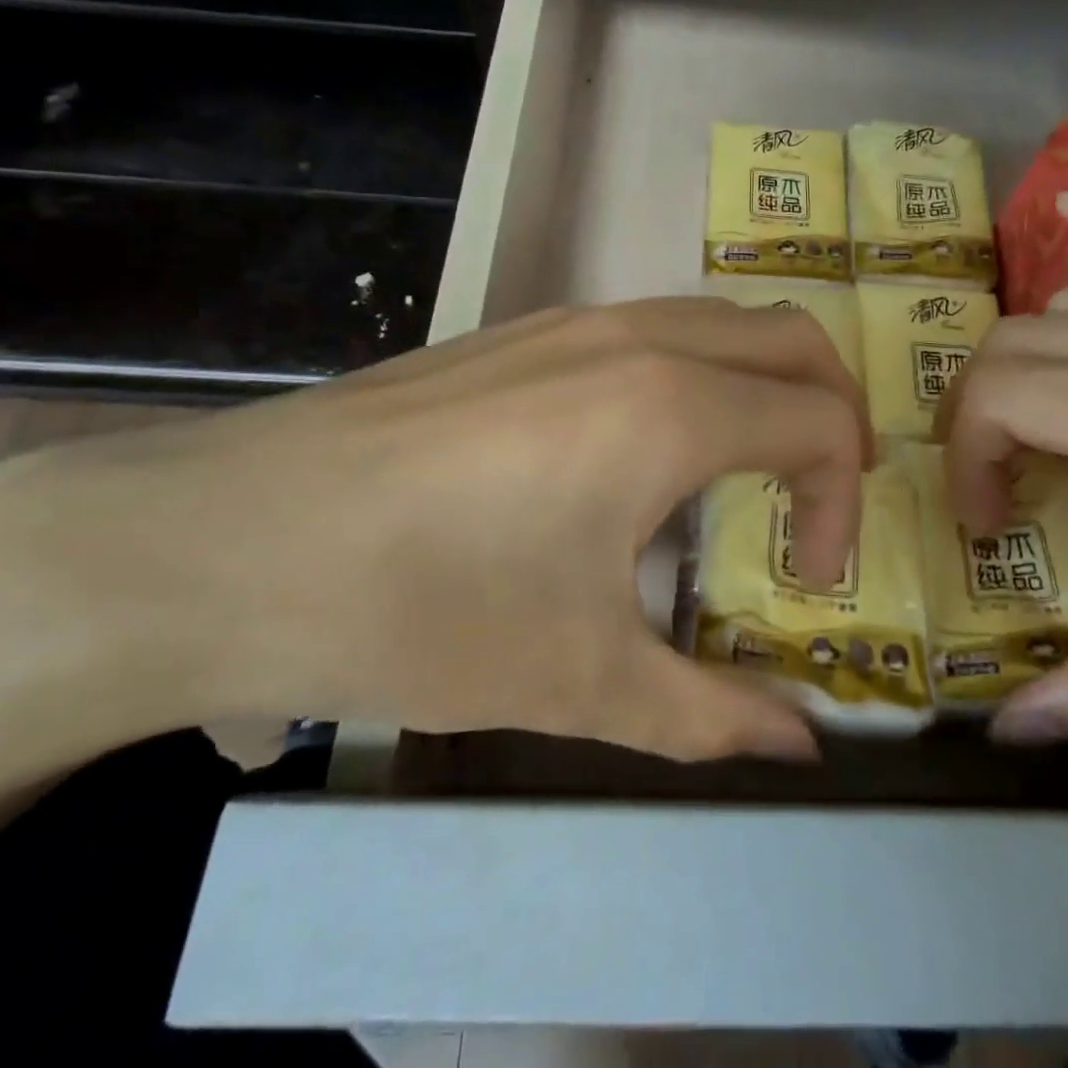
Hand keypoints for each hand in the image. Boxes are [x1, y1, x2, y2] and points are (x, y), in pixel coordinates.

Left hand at [0, 300, 870, 763]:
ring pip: (721, 320)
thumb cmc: (422, 608)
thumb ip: (713, 714)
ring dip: (762, 386)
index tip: (804, 579)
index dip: (841, 502)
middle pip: (793, 338)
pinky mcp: (523, 330)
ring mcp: (576, 320)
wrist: (227, 542)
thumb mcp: (583, 681)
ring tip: (740, 475)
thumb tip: (803, 746)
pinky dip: (695, 374)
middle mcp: (639, 338)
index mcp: (672, 408)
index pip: (823, 421)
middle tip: (815, 497)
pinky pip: (652, 329)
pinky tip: (641, 455)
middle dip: (834, 411)